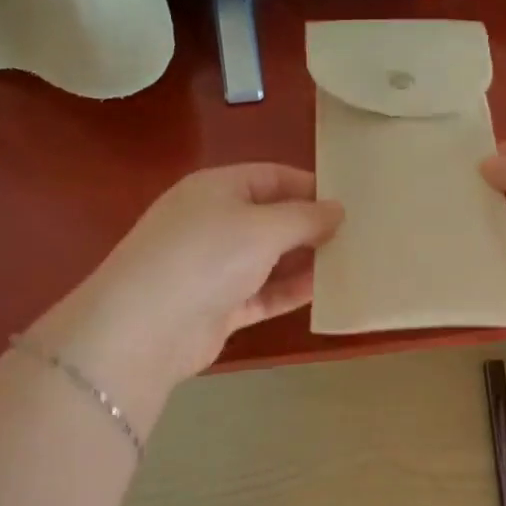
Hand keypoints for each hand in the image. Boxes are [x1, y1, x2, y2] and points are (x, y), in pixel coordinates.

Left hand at [32, 164, 342, 400]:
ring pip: (269, 259)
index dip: (309, 186)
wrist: (146, 328)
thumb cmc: (206, 256)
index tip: (350, 199)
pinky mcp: (219, 307)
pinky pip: (263, 294)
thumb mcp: (262, 227)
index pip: (271, 177)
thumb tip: (337, 210)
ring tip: (352, 261)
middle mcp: (213, 223)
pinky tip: (326, 292)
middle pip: (271, 218)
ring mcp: (214, 267)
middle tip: (359, 233)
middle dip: (311, 225)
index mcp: (216, 189)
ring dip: (305, 261)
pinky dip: (290, 293)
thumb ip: (305, 218)